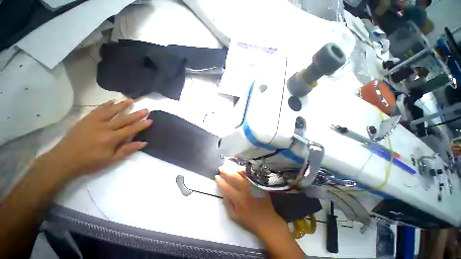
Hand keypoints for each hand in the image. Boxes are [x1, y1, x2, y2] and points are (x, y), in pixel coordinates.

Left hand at [41, 99, 151, 179]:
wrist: (63, 160)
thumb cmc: (89, 162)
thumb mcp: (110, 160)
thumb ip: (127, 150)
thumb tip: (144, 143)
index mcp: (111, 139)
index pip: (131, 129)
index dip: (141, 125)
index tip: (150, 120)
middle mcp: (104, 128)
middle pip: (123, 119)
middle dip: (136, 114)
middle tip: (146, 109)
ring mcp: (94, 122)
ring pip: (111, 111)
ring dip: (122, 105)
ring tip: (131, 100)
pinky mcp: (86, 120)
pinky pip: (98, 110)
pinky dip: (106, 105)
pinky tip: (112, 101)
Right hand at [215, 166, 304, 257]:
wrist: (267, 220)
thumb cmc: (249, 220)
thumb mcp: (234, 216)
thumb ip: (227, 203)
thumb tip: (223, 191)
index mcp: (238, 199)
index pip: (226, 187)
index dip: (220, 182)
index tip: (216, 177)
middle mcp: (245, 190)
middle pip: (234, 177)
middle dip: (226, 172)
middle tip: (221, 168)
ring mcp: (253, 185)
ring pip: (243, 173)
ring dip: (235, 169)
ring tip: (231, 169)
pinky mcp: (258, 184)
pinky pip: (251, 174)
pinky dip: (245, 171)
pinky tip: (241, 170)